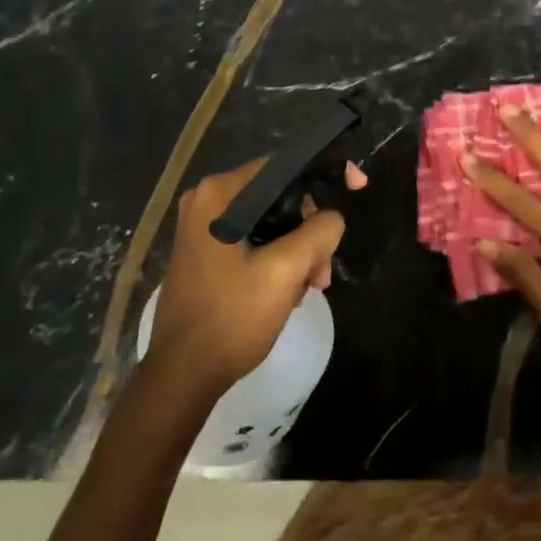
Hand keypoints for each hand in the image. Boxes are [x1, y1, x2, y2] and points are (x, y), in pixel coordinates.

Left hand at [150, 157, 365, 395]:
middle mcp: (207, 200)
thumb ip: (320, 231)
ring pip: (272, 219)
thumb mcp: (286, 271)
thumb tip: (332, 218)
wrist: (182, 376)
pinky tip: (290, 290)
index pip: (286, 164)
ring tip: (312, 286)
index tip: (358, 187)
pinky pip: (256, 237)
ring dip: (300, 248)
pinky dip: (279, 257)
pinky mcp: (205, 251)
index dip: (326, 172)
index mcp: (221, 194)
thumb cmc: (232, 318)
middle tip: (324, 269)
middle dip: (311, 227)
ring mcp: (203, 227)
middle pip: (281, 194)